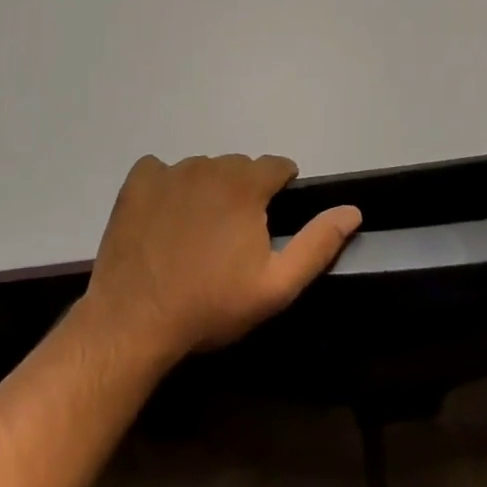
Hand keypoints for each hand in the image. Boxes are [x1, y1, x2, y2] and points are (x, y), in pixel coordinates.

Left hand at [83, 154, 361, 361]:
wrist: (134, 320)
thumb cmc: (211, 305)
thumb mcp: (276, 286)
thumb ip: (317, 243)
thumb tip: (352, 210)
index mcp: (245, 185)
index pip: (277, 166)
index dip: (281, 189)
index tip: (273, 218)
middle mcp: (208, 166)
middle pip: (239, 167)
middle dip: (245, 191)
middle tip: (235, 235)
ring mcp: (169, 172)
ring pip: (202, 168)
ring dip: (208, 189)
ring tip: (199, 232)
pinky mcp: (137, 184)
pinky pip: (161, 170)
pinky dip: (167, 186)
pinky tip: (164, 217)